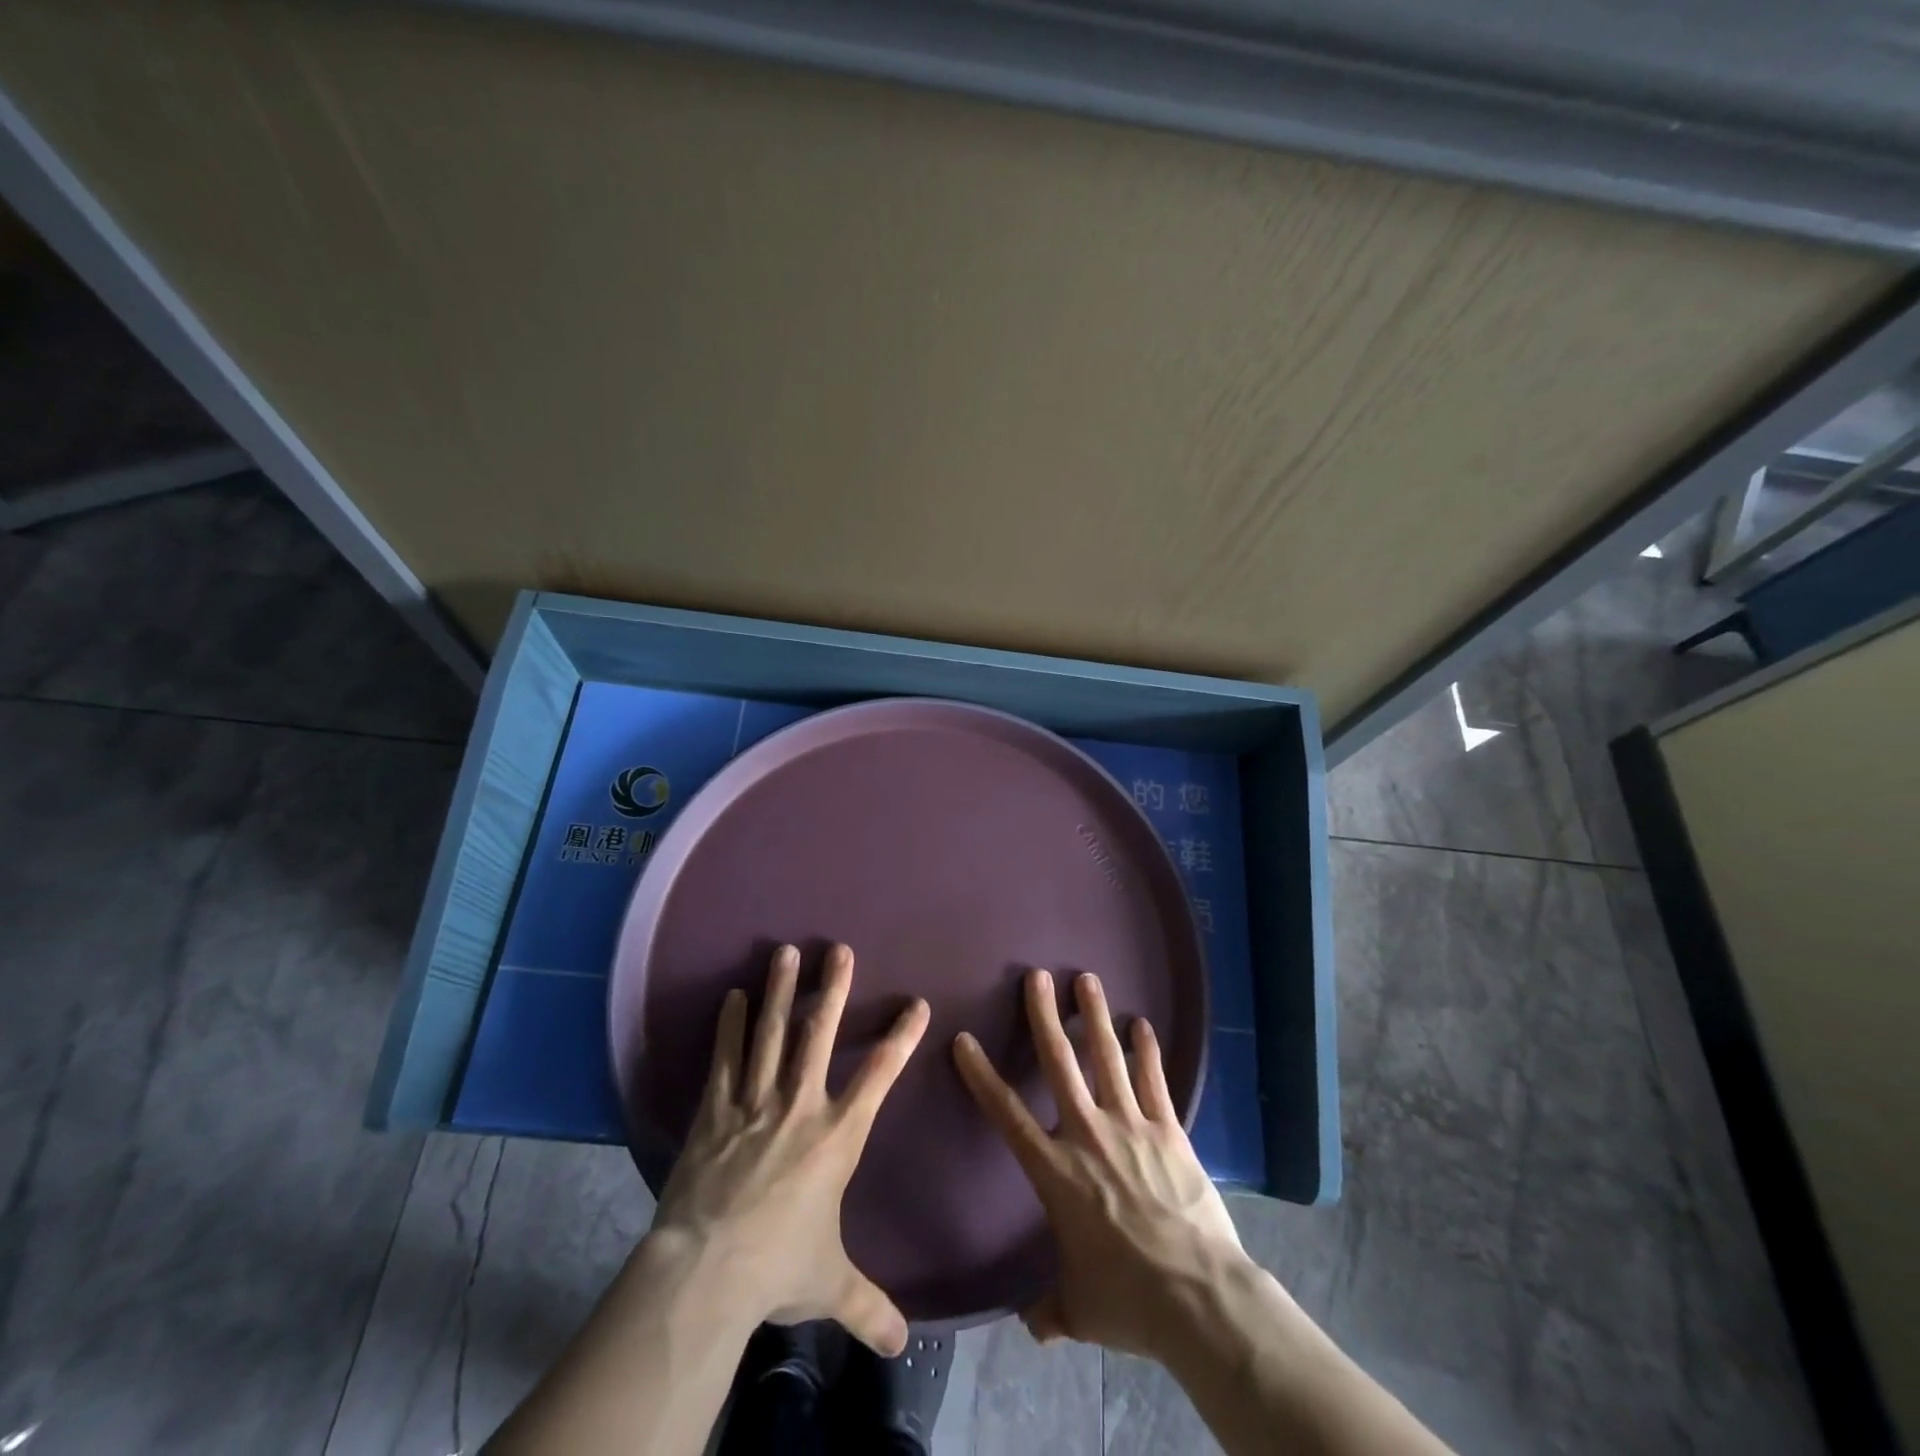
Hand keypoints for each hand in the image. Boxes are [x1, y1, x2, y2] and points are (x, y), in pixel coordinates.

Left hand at [652, 942, 929, 1356]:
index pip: (879, 1075)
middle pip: (818, 1035)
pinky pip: (725, 1059)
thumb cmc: (777, 1268)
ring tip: (785, 952)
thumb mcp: (830, 1286)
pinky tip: (731, 996)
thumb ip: (869, 1306)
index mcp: (837, 1136)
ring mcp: (754, 1103)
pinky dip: (728, 1026)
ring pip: (770, 1034)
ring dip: (779, 991)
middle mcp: (799, 1106)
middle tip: (838, 950)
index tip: (916, 1004)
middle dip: (831, 990)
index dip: (901, 1037)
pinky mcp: (716, 1111)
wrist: (706, 1272)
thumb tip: (902, 1346)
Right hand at [953, 968, 1245, 1361]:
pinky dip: (1147, 1050)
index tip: (964, 1040)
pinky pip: (1154, 1081)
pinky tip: (1142, 1023)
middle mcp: (1088, 1135)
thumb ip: (1051, 1309)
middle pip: (1060, 1064)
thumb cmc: (1128, 1300)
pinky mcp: (1169, 1130)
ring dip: (1095, 1016)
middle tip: (1036, 977)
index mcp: (1056, 1172)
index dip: (982, 1076)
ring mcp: (1131, 1126)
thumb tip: (1033, 1324)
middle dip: (1044, 1016)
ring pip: (1107, 1058)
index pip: (1007, 1115)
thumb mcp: (1079, 1310)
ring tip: (1087, 979)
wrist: (1198, 1297)